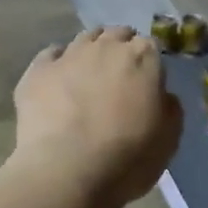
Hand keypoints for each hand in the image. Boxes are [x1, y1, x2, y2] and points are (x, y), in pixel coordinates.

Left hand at [12, 25, 181, 206]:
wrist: (66, 172)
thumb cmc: (127, 158)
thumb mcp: (168, 139)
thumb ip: (170, 108)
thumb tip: (163, 95)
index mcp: (143, 58)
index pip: (150, 45)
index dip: (149, 62)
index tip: (147, 80)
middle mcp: (106, 47)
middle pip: (117, 35)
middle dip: (120, 49)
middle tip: (119, 76)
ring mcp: (69, 55)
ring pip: (84, 39)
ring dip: (91, 51)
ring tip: (89, 76)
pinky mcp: (38, 71)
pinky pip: (51, 55)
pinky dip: (58, 62)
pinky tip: (59, 80)